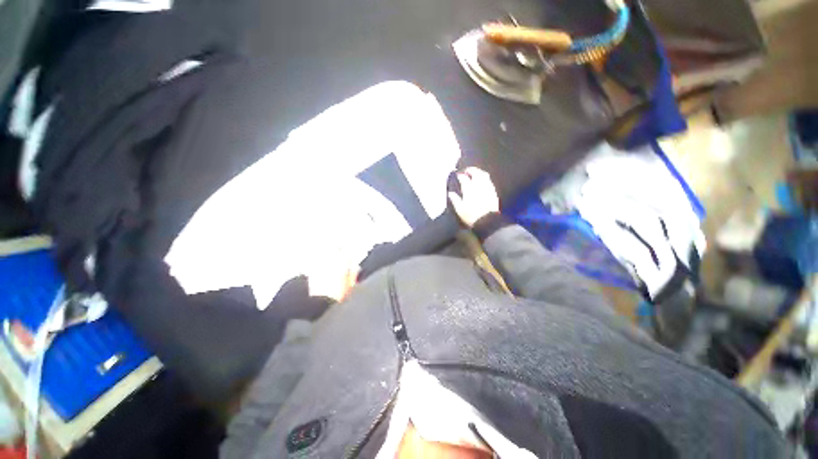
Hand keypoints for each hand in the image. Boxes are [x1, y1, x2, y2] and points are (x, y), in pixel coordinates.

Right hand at [448, 167, 499, 227]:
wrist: (488, 222)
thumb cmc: (471, 217)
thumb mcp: (460, 210)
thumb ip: (455, 200)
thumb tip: (450, 193)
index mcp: (469, 189)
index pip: (464, 178)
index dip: (460, 175)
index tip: (457, 175)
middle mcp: (479, 185)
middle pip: (476, 172)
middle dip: (470, 170)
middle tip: (466, 171)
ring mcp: (488, 187)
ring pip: (484, 175)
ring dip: (478, 172)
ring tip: (474, 173)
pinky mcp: (493, 192)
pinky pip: (489, 181)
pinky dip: (484, 178)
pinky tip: (482, 181)